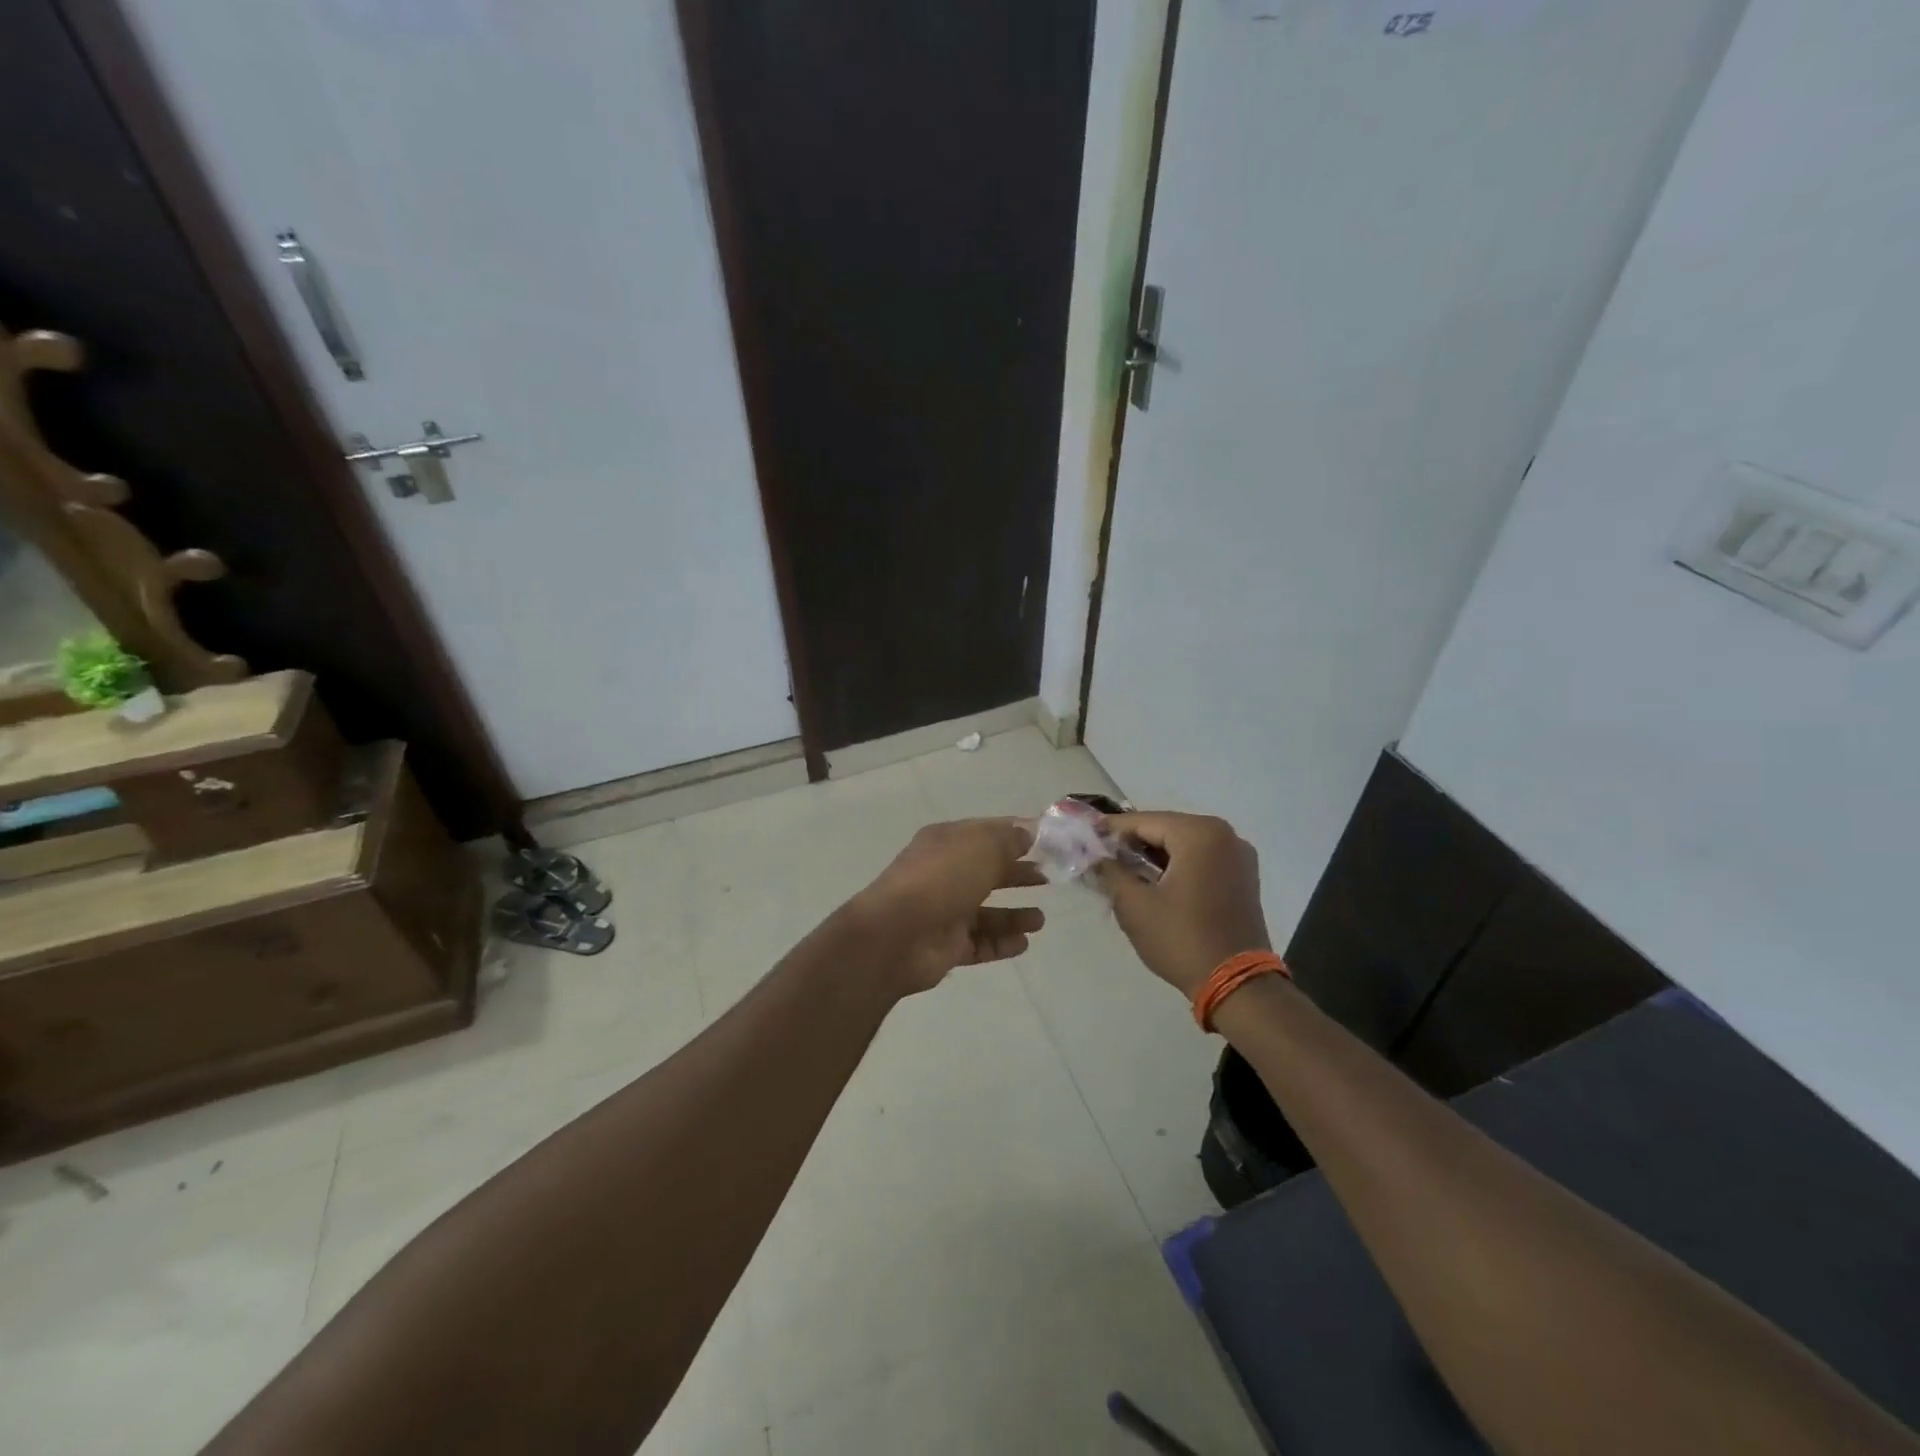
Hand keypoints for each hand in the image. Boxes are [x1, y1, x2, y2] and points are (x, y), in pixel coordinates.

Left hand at [852, 819, 1047, 993]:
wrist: (897, 934)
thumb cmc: (942, 878)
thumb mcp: (981, 846)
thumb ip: (1007, 839)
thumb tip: (1027, 832)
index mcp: (946, 843)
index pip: (985, 833)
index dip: (1014, 835)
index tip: (1046, 841)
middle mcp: (944, 874)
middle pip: (986, 872)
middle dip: (1016, 874)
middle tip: (1047, 878)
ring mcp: (943, 912)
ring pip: (985, 912)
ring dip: (1013, 915)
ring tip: (1040, 920)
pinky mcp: (946, 945)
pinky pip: (979, 943)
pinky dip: (1001, 943)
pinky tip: (1024, 943)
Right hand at [1095, 812, 1270, 998]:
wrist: (1236, 985)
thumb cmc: (1181, 938)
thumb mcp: (1134, 904)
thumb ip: (1110, 871)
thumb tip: (1094, 855)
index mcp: (1200, 833)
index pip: (1143, 821)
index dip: (1110, 829)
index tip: (1084, 836)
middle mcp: (1225, 835)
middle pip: (1166, 830)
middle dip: (1132, 843)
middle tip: (1100, 856)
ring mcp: (1239, 857)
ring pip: (1184, 845)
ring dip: (1154, 856)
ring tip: (1122, 870)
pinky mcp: (1243, 878)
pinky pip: (1201, 860)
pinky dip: (1176, 866)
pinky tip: (1153, 882)